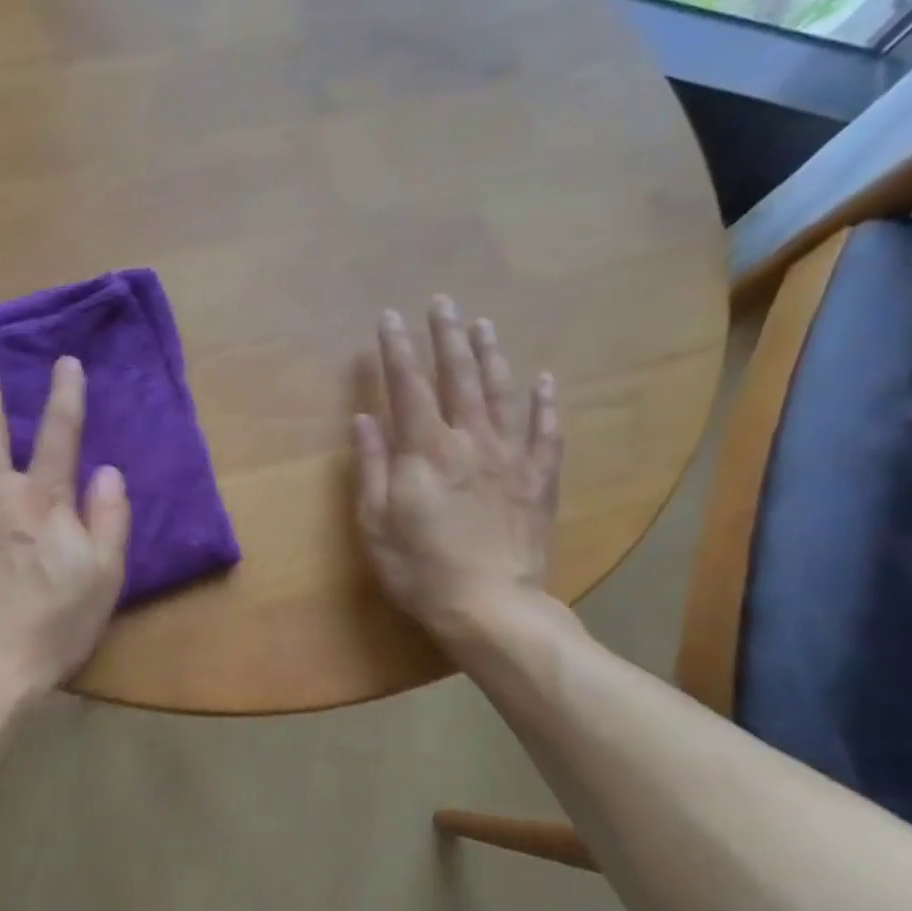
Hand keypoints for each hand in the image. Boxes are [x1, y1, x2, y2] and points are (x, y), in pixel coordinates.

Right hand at [353, 298, 562, 643]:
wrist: (490, 608)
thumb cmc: (420, 569)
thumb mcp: (375, 523)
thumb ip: (372, 466)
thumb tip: (364, 417)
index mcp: (425, 451)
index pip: (407, 387)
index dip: (396, 349)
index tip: (389, 317)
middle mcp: (470, 442)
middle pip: (458, 377)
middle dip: (447, 336)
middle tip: (442, 301)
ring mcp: (511, 457)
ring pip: (502, 393)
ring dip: (491, 355)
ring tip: (484, 324)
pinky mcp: (539, 479)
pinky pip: (546, 432)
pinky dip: (545, 403)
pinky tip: (545, 380)